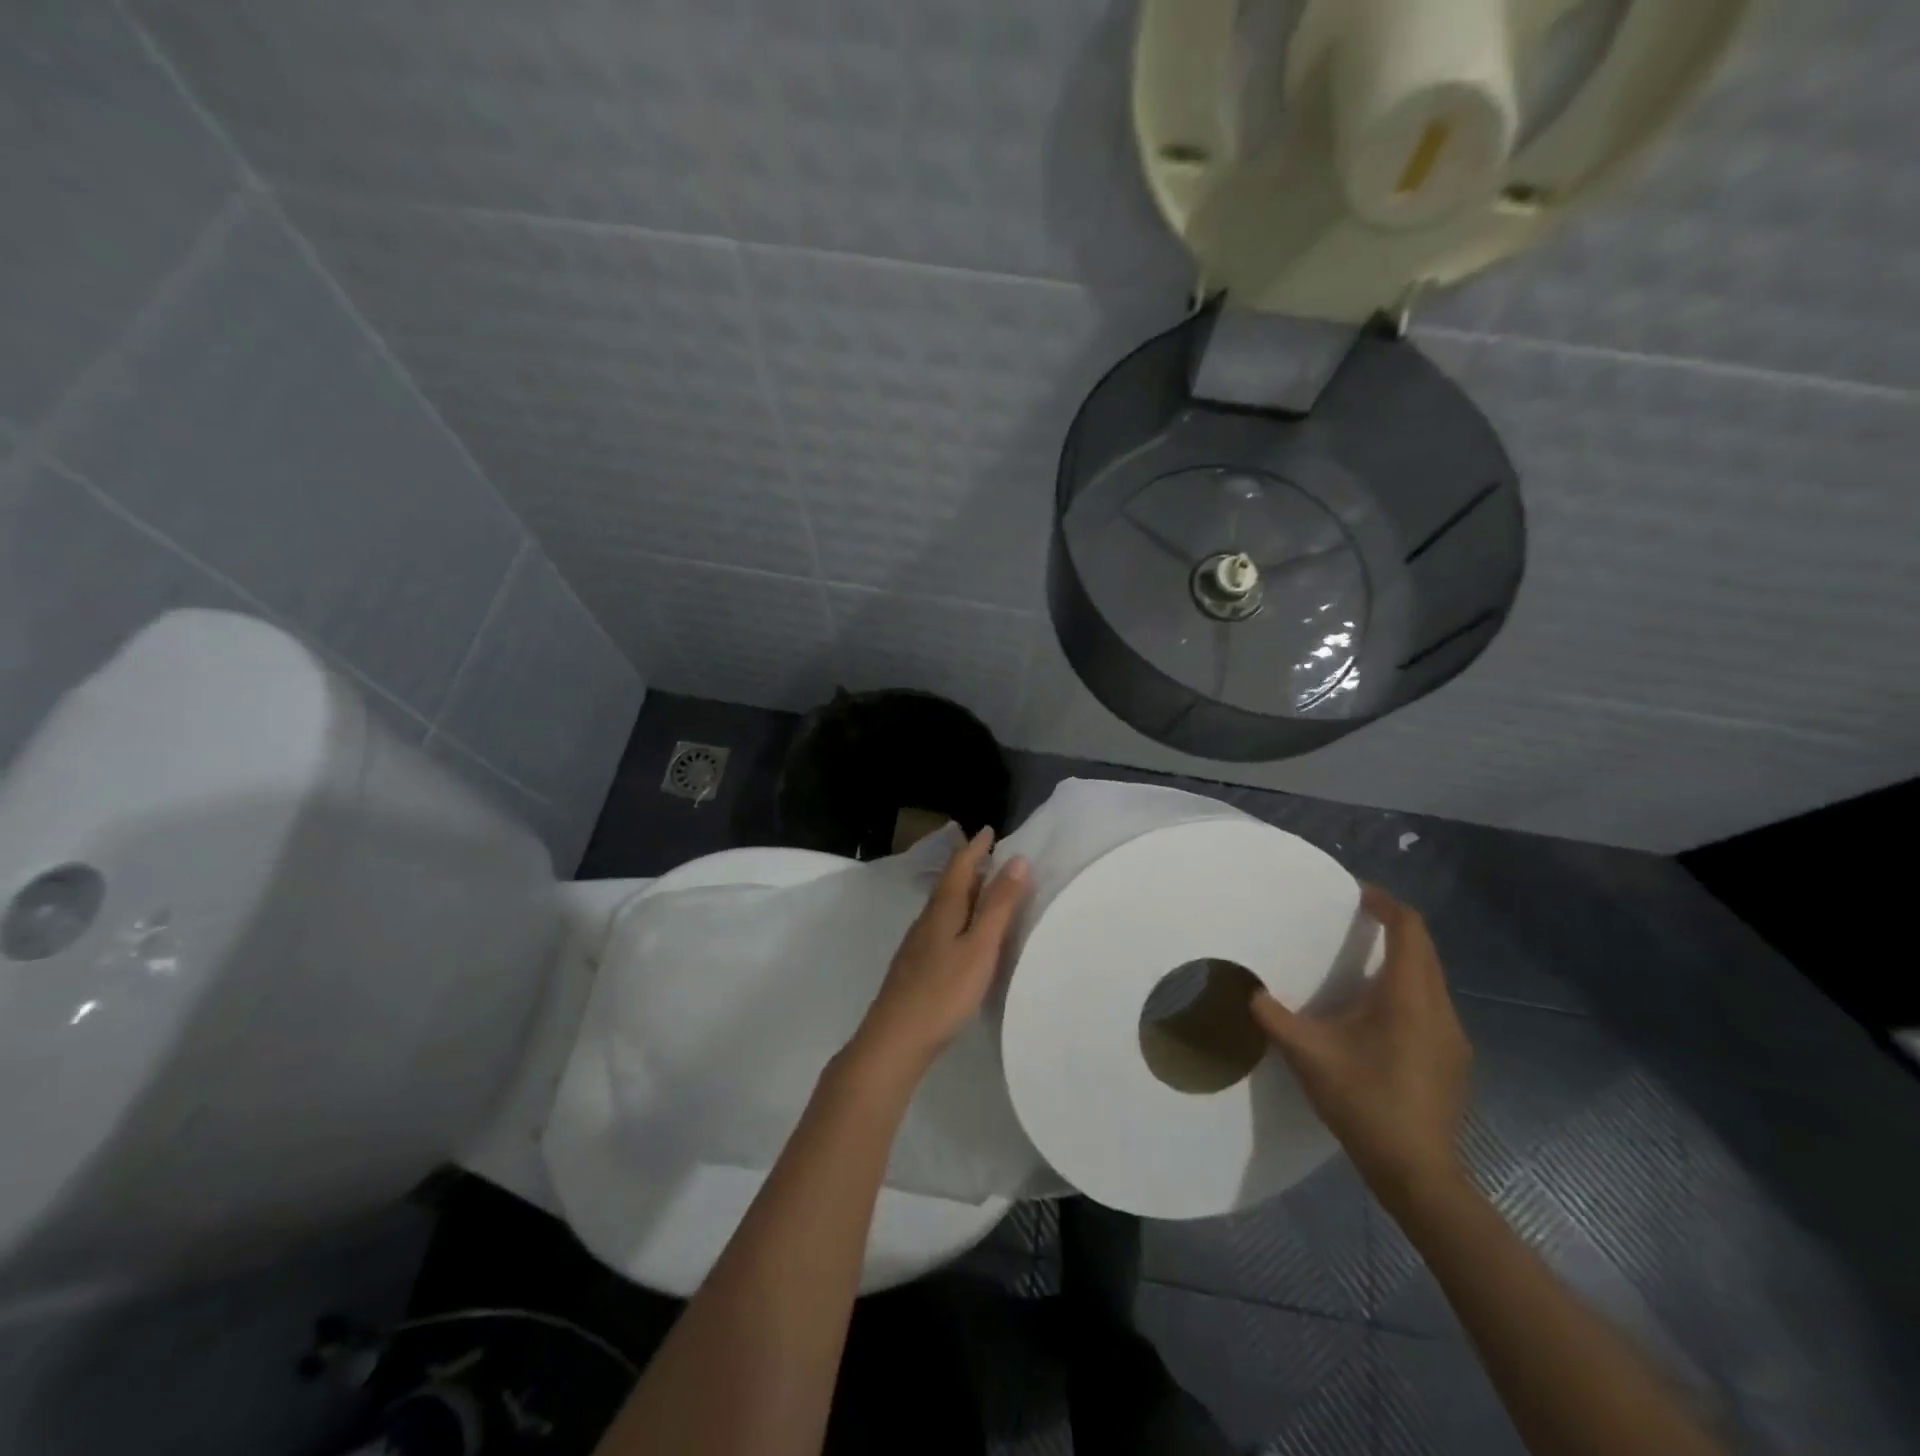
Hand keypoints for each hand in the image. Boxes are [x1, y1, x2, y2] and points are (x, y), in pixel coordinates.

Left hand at [848, 828, 1030, 1082]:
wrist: (895, 1038)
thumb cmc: (944, 991)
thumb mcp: (980, 946)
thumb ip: (998, 905)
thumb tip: (1016, 859)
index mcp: (943, 908)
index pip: (960, 867)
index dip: (975, 848)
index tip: (989, 831)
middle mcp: (927, 919)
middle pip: (950, 883)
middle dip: (970, 866)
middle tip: (991, 854)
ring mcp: (918, 943)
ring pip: (944, 905)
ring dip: (964, 891)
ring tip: (983, 888)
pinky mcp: (916, 964)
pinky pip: (942, 925)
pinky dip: (958, 915)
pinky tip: (963, 931)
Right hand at [1250, 885, 1471, 1206]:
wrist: (1418, 1174)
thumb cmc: (1364, 1102)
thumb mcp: (1307, 1054)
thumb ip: (1274, 1017)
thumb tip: (1250, 992)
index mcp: (1408, 996)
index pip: (1409, 928)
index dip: (1384, 903)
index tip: (1354, 892)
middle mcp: (1439, 1008)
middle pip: (1423, 949)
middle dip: (1391, 927)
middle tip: (1351, 920)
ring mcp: (1453, 1037)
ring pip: (1430, 979)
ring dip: (1399, 961)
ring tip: (1358, 963)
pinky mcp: (1453, 1060)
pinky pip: (1431, 1005)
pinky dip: (1405, 991)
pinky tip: (1375, 1015)